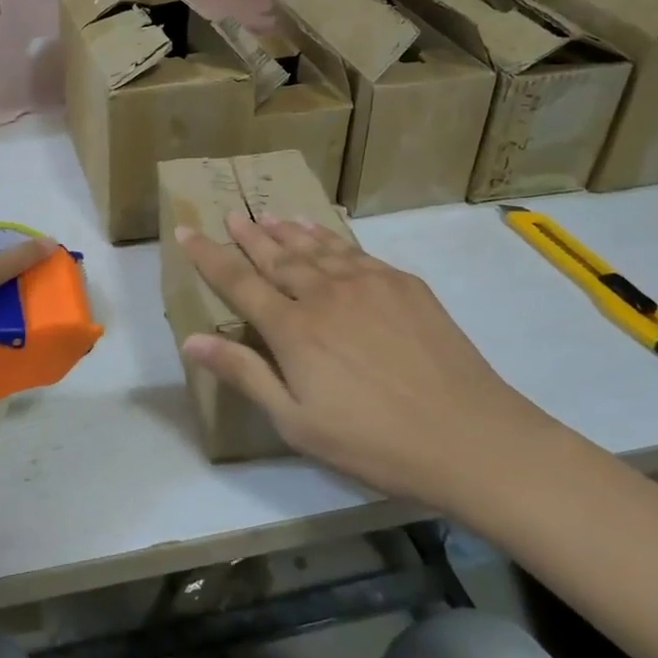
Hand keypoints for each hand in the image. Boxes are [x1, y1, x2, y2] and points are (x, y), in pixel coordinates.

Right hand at [177, 213, 553, 513]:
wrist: (470, 438)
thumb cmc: (373, 442)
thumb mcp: (296, 422)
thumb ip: (244, 374)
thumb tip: (190, 340)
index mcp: (293, 329)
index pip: (238, 282)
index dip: (209, 255)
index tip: (187, 231)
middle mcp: (324, 294)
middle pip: (277, 256)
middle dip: (249, 235)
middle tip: (232, 215)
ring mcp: (367, 284)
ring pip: (316, 247)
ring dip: (288, 231)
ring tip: (270, 216)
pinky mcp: (403, 285)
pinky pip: (354, 251)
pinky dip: (330, 238)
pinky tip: (323, 234)